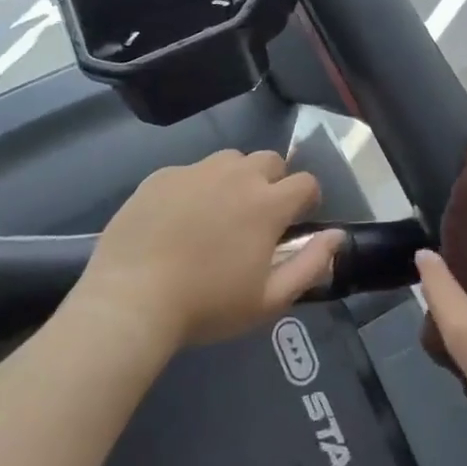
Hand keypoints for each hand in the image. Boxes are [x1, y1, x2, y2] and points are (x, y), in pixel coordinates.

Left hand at [69, 150, 338, 350]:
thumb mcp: (269, 299)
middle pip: (270, 160)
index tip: (294, 222)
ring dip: (235, 179)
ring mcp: (196, 171)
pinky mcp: (161, 176)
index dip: (307, 200)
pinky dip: (194, 187)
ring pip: (230, 160)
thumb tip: (337, 236)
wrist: (129, 301)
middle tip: (255, 217)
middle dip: (272, 182)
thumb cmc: (207, 305)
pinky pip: (190, 171)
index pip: (306, 182)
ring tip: (217, 214)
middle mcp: (237, 175)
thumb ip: (311, 264)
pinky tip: (178, 219)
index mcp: (268, 203)